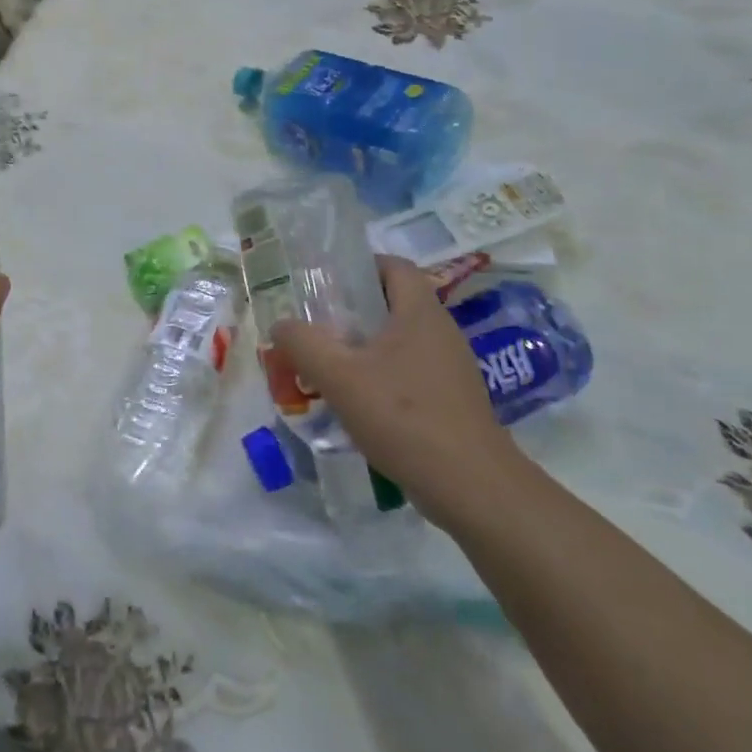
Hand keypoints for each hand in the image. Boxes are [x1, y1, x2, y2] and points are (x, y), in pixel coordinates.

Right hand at [270, 255, 525, 529]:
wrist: (470, 485)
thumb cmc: (403, 415)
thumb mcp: (338, 376)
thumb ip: (303, 344)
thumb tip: (281, 325)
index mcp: (420, 312)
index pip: (394, 266)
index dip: (360, 266)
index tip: (326, 283)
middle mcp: (441, 332)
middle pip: (394, 303)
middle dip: (352, 311)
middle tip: (316, 326)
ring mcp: (451, 368)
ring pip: (400, 342)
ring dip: (364, 348)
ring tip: (328, 366)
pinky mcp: (452, 401)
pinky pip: (410, 373)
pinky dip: (382, 378)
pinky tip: (357, 403)